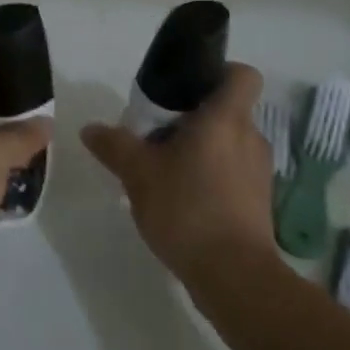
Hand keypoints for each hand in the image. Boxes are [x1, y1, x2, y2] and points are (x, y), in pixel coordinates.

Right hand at [80, 63, 274, 282]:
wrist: (234, 277)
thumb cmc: (187, 208)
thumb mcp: (138, 173)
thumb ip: (114, 145)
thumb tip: (90, 128)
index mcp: (226, 119)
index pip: (242, 75)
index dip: (220, 72)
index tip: (188, 87)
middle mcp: (250, 138)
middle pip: (227, 111)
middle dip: (195, 118)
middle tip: (159, 134)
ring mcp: (259, 173)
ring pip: (229, 145)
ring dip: (202, 150)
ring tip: (166, 171)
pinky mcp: (259, 203)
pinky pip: (233, 175)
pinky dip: (211, 178)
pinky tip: (183, 200)